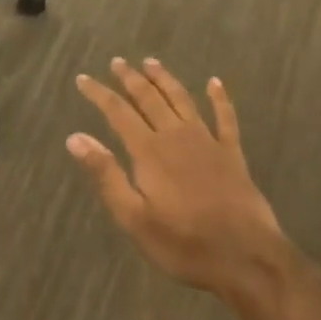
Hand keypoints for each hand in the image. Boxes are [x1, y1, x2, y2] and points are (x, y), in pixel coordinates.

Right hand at [69, 60, 288, 303]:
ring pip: (182, 100)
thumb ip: (106, 174)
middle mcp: (177, 137)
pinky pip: (226, 118)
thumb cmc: (183, 243)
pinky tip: (215, 83)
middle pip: (150, 99)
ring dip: (165, 79)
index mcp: (150, 152)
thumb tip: (75, 138)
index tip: (83, 78)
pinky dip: (220, 99)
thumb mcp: (134, 217)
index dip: (99, 94)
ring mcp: (208, 143)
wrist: (246, 258)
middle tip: (118, 61)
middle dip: (131, 79)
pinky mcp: (232, 154)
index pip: (118, 113)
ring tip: (152, 62)